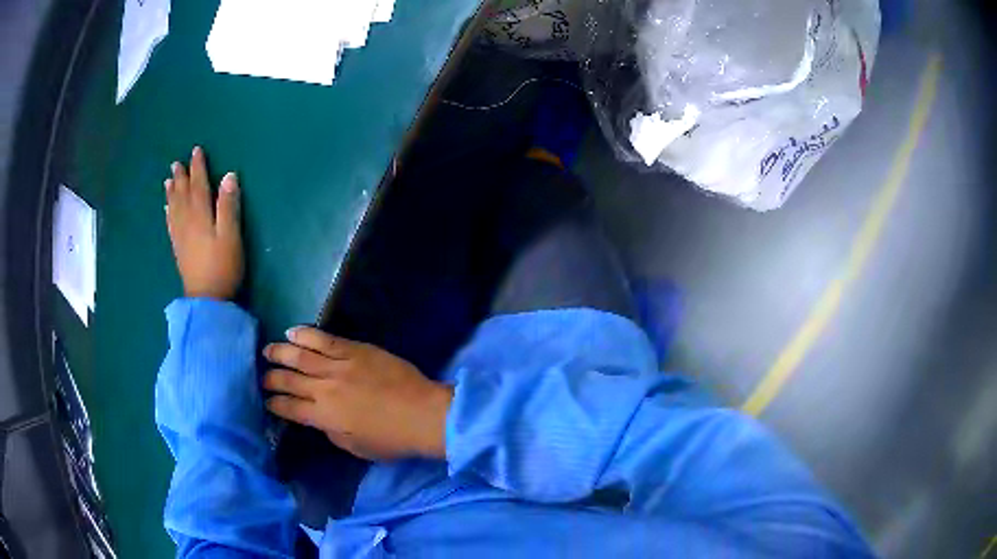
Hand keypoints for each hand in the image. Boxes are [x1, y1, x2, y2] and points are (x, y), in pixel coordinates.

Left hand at [165, 146, 243, 299]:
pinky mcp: (179, 249)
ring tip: (168, 180)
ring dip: (172, 192)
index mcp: (201, 215)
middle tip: (176, 163)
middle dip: (181, 177)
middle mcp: (187, 221)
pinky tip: (167, 209)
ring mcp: (181, 236)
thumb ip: (229, 205)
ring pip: (174, 208)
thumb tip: (229, 176)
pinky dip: (168, 212)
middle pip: (183, 194)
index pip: (199, 185)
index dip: (198, 167)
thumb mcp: (231, 235)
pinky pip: (171, 224)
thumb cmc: (223, 266)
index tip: (196, 151)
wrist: (207, 299)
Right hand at [263, 327, 451, 461]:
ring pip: (300, 355)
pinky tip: (292, 331)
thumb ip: (332, 432)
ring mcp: (339, 366)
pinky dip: (305, 334)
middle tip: (263, 377)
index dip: (275, 404)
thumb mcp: (356, 447)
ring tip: (268, 350)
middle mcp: (324, 389)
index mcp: (324, 417)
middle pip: (289, 380)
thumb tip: (319, 419)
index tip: (267, 401)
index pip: (290, 408)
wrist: (423, 414)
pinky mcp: (355, 350)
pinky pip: (324, 339)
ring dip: (280, 352)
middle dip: (271, 378)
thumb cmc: (392, 439)